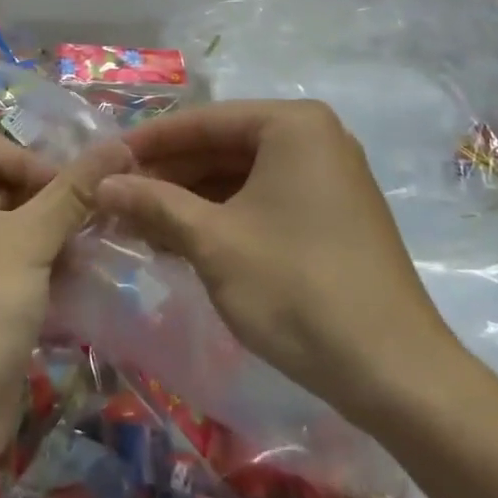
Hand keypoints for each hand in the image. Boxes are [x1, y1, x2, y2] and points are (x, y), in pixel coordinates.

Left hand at [0, 136, 129, 467]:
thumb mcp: (30, 238)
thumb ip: (74, 190)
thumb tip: (119, 144)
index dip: (39, 165)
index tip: (77, 196)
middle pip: (4, 187)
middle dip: (50, 204)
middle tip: (93, 223)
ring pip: (10, 228)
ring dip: (52, 236)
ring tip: (89, 254)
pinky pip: (9, 264)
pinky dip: (41, 266)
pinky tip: (76, 281)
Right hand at [97, 100, 463, 427]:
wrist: (396, 375)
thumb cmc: (297, 289)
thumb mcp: (213, 242)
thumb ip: (154, 203)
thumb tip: (101, 184)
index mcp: (292, 125)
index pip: (202, 121)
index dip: (148, 143)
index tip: (103, 160)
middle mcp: (314, 138)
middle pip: (222, 146)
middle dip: (168, 175)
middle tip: (116, 197)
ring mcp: (327, 176)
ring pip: (240, 176)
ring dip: (190, 198)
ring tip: (138, 221)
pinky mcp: (332, 214)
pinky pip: (263, 199)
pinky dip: (222, 216)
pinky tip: (182, 238)